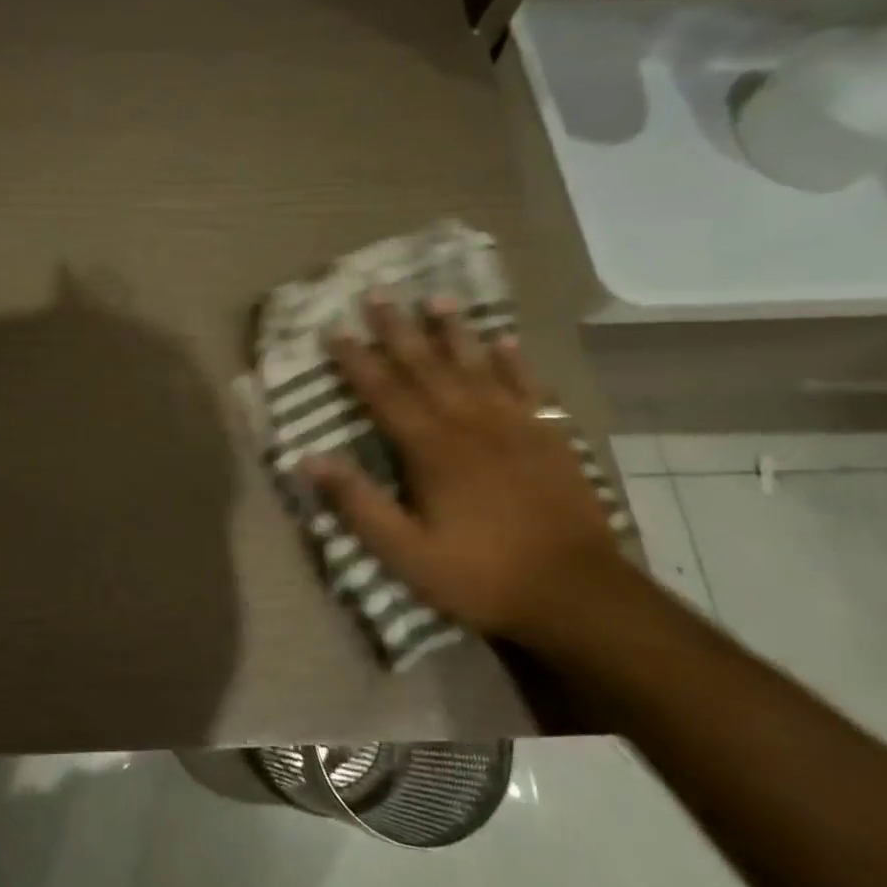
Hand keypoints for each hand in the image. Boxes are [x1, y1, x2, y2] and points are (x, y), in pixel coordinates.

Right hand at [303, 296, 628, 646]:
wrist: (576, 593)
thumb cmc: (480, 574)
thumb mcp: (405, 552)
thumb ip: (358, 503)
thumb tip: (309, 458)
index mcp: (431, 449)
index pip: (384, 393)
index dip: (357, 361)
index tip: (336, 330)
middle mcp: (469, 424)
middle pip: (427, 367)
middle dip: (398, 330)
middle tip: (378, 293)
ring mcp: (514, 426)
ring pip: (477, 366)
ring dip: (454, 332)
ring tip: (436, 299)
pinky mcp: (550, 438)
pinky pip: (529, 387)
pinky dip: (515, 362)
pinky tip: (504, 341)